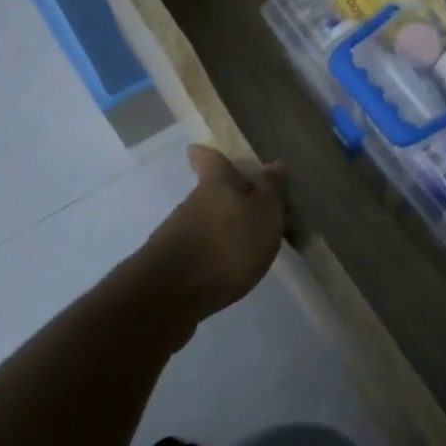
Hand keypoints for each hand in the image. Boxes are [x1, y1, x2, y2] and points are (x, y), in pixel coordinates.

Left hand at [139, 145, 287, 325]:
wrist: (170, 295)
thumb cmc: (226, 244)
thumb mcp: (264, 213)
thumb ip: (271, 189)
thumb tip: (275, 162)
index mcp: (216, 184)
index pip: (209, 159)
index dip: (208, 154)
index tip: (204, 150)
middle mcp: (192, 203)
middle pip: (208, 192)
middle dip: (226, 197)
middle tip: (251, 205)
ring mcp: (177, 235)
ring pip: (203, 222)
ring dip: (222, 228)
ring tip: (247, 242)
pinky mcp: (172, 266)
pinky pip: (198, 250)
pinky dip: (213, 254)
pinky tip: (228, 268)